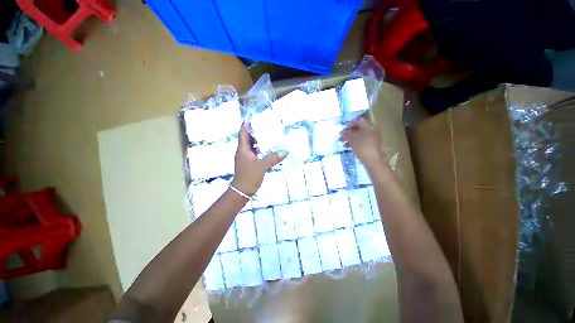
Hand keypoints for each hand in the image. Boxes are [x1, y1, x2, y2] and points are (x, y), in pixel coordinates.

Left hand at [231, 123, 287, 195]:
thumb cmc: (249, 176)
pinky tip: (267, 147)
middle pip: (247, 137)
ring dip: (257, 139)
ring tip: (266, 133)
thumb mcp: (262, 166)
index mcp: (243, 149)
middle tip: (262, 123)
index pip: (243, 133)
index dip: (246, 124)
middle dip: (253, 130)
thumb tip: (285, 151)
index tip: (250, 116)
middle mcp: (243, 151)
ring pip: (251, 145)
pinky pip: (254, 151)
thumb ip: (273, 158)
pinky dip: (259, 148)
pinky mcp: (249, 162)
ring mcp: (246, 157)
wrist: (242, 190)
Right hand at [341, 117, 385, 169]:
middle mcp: (372, 130)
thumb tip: (342, 131)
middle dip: (349, 131)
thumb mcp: (353, 140)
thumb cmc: (363, 148)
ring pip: (359, 135)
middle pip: (359, 128)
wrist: (373, 161)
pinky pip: (361, 140)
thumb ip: (347, 134)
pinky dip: (354, 142)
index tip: (343, 128)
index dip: (350, 123)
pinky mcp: (371, 145)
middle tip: (341, 135)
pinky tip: (347, 146)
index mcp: (369, 127)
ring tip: (342, 141)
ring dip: (350, 137)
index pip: (359, 120)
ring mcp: (372, 138)